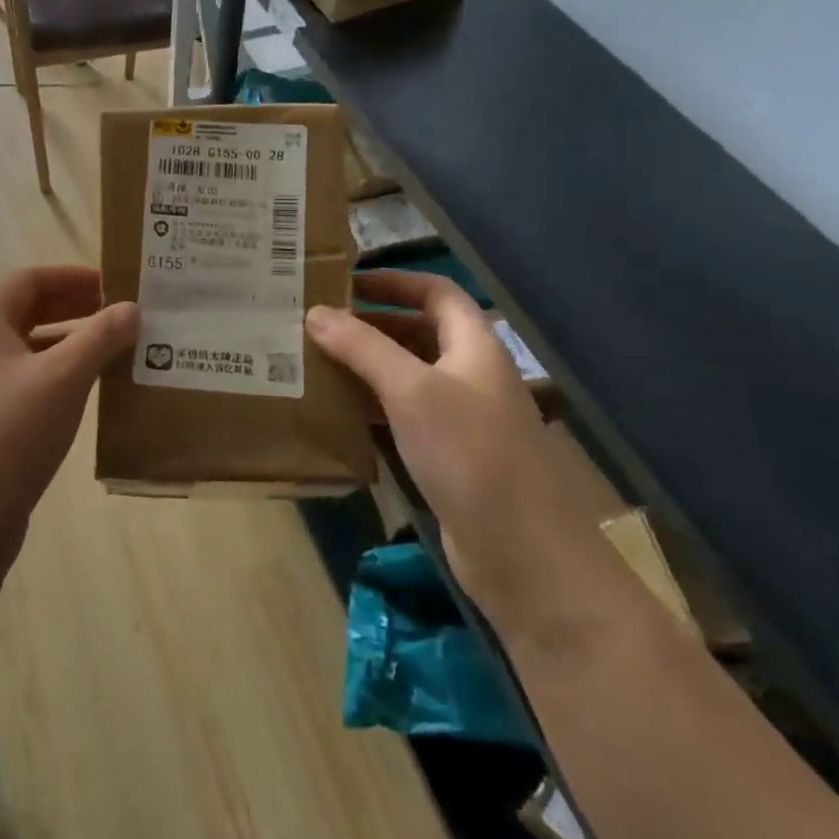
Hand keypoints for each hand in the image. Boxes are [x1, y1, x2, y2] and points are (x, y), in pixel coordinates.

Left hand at [0, 266, 137, 555]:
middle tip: (117, 316)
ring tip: (111, 353)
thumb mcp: (63, 378)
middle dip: (72, 309)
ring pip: (25, 350)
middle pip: (25, 311)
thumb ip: (100, 337)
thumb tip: (131, 307)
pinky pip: (22, 383)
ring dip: (67, 345)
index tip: (112, 285)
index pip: (28, 279)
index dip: (71, 276)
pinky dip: (54, 377)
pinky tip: (84, 395)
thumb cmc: (10, 433)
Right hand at [307, 271, 622, 640]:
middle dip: (370, 324)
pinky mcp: (448, 458)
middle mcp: (469, 376)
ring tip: (314, 362)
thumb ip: (362, 347)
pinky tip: (336, 412)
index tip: (344, 281)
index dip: (394, 281)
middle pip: (418, 333)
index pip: (436, 293)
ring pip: (407, 377)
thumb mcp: (411, 391)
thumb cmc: (471, 455)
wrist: (525, 557)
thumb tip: (315, 311)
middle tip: (316, 323)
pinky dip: (371, 407)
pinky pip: (403, 417)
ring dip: (365, 366)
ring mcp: (461, 419)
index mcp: (474, 347)